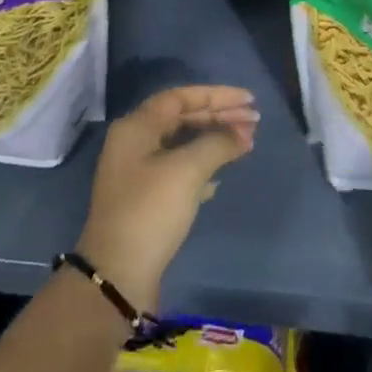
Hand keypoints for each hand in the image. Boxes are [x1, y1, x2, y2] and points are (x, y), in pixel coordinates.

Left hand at [75, 85, 258, 311]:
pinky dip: (202, 164)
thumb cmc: (150, 211)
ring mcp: (138, 171)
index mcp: (137, 126)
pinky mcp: (145, 198)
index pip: (181, 97)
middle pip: (182, 117)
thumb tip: (244, 133)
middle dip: (219, 116)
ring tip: (245, 142)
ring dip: (213, 140)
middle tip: (254, 121)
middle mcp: (134, 142)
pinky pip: (179, 167)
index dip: (217, 96)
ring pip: (182, 143)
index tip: (249, 100)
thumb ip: (218, 144)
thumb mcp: (187, 171)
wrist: (117, 275)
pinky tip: (221, 175)